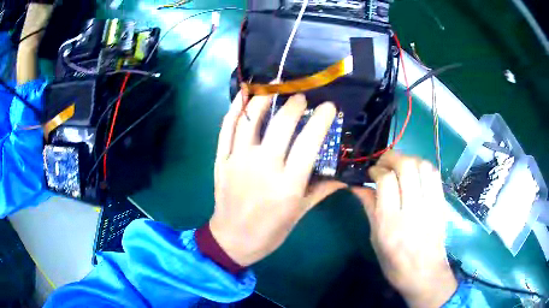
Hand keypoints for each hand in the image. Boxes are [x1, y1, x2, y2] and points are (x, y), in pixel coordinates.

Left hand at [210, 93, 346, 266]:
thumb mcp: (300, 213)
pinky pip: (227, 129)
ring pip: (251, 120)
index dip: (321, 119)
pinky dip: (235, 109)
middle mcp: (263, 167)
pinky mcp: (223, 160)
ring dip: (265, 98)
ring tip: (275, 86)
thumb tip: (344, 175)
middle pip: (281, 124)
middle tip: (302, 96)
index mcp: (288, 184)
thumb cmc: (270, 231)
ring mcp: (239, 161)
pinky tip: (244, 95)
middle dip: (295, 104)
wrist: (233, 240)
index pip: (309, 142)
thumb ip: (322, 190)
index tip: (329, 107)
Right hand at [352, 151, 456, 307]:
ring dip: (408, 159)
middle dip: (392, 157)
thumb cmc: (394, 262)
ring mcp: (430, 205)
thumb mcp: (375, 239)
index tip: (371, 172)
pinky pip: (434, 174)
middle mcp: (412, 210)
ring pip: (422, 165)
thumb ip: (369, 209)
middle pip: (406, 166)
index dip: (376, 170)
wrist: (425, 273)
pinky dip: (423, 166)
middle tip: (384, 163)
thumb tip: (358, 187)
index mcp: (390, 223)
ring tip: (400, 166)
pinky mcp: (441, 203)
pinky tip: (416, 173)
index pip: (385, 181)